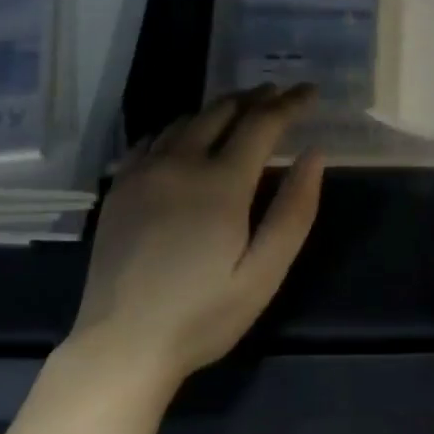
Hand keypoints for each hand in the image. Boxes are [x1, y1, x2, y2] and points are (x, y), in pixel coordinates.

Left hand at [68, 85, 325, 388]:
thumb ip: (294, 211)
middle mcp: (180, 162)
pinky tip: (185, 137)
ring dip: (218, 108)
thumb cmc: (203, 314)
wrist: (122, 343)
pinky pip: (152, 138)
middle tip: (277, 94)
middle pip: (222, 111)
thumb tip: (314, 154)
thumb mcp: (264, 273)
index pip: (262, 123)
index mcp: (221, 182)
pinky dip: (178, 127)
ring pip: (186, 120)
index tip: (310, 91)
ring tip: (239, 110)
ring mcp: (143, 171)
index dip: (290, 103)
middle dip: (255, 98)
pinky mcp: (119, 186)